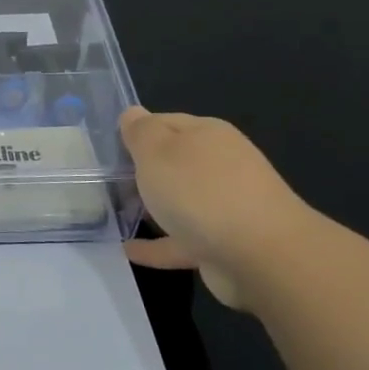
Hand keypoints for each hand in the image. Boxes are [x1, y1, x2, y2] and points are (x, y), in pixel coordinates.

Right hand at [119, 107, 313, 309]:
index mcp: (207, 135)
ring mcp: (225, 206)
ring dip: (153, 206)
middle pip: (175, 162)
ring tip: (117, 212)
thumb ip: (141, 132)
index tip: (108, 146)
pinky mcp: (223, 245)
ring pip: (180, 201)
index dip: (137, 131)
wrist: (260, 256)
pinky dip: (157, 244)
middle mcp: (220, 165)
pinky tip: (128, 250)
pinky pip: (180, 241)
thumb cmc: (201, 191)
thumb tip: (132, 114)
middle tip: (108, 179)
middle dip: (145, 169)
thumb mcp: (157, 150)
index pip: (165, 122)